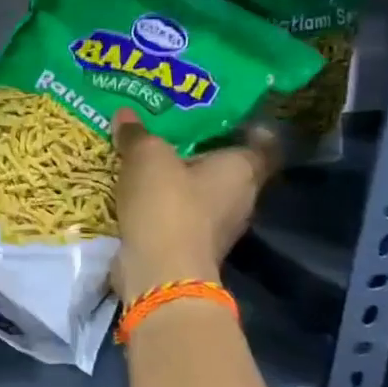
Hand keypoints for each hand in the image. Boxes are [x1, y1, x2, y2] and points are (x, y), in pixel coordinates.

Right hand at [109, 109, 279, 300]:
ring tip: (152, 162)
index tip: (226, 117)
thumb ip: (138, 134)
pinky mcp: (193, 247)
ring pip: (203, 194)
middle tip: (175, 132)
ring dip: (182, 182)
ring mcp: (219, 228)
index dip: (248, 128)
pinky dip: (167, 206)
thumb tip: (125, 114)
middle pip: (228, 169)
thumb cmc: (168, 205)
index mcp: (242, 170)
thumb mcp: (146, 157)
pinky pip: (182, 216)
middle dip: (204, 153)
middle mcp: (241, 198)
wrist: (161, 273)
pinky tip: (141, 194)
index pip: (262, 143)